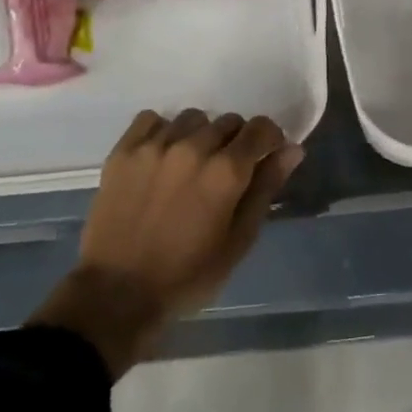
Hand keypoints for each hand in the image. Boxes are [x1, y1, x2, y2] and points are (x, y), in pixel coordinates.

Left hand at [29, 110, 303, 376]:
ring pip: (192, 118)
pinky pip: (152, 120)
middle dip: (236, 141)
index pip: (261, 128)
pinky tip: (162, 157)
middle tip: (226, 173)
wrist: (118, 292)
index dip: (270, 140)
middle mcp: (193, 147)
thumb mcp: (239, 240)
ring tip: (192, 165)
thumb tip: (292, 150)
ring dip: (201, 135)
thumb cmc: (188, 274)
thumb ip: (266, 188)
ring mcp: (154, 146)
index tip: (266, 157)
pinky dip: (163, 131)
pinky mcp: (123, 151)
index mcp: (226, 171)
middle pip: (228, 121)